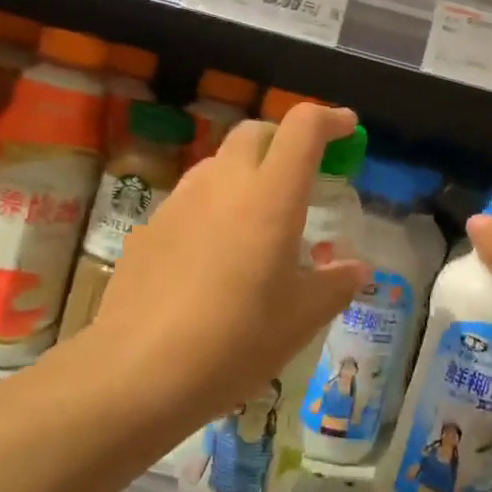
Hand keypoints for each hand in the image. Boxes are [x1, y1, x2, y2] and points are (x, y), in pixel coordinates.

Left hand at [85, 103, 367, 429]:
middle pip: (256, 132)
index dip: (330, 119)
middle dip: (285, 140)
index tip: (347, 130)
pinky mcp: (150, 226)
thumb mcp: (301, 319)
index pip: (303, 127)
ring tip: (259, 219)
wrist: (136, 373)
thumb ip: (335, 284)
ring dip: (247, 172)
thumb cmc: (235, 341)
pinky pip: (192, 198)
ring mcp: (181, 201)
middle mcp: (224, 183)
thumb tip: (355, 268)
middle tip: (303, 175)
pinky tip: (215, 254)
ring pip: (220, 163)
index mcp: (271, 195)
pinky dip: (215, 205)